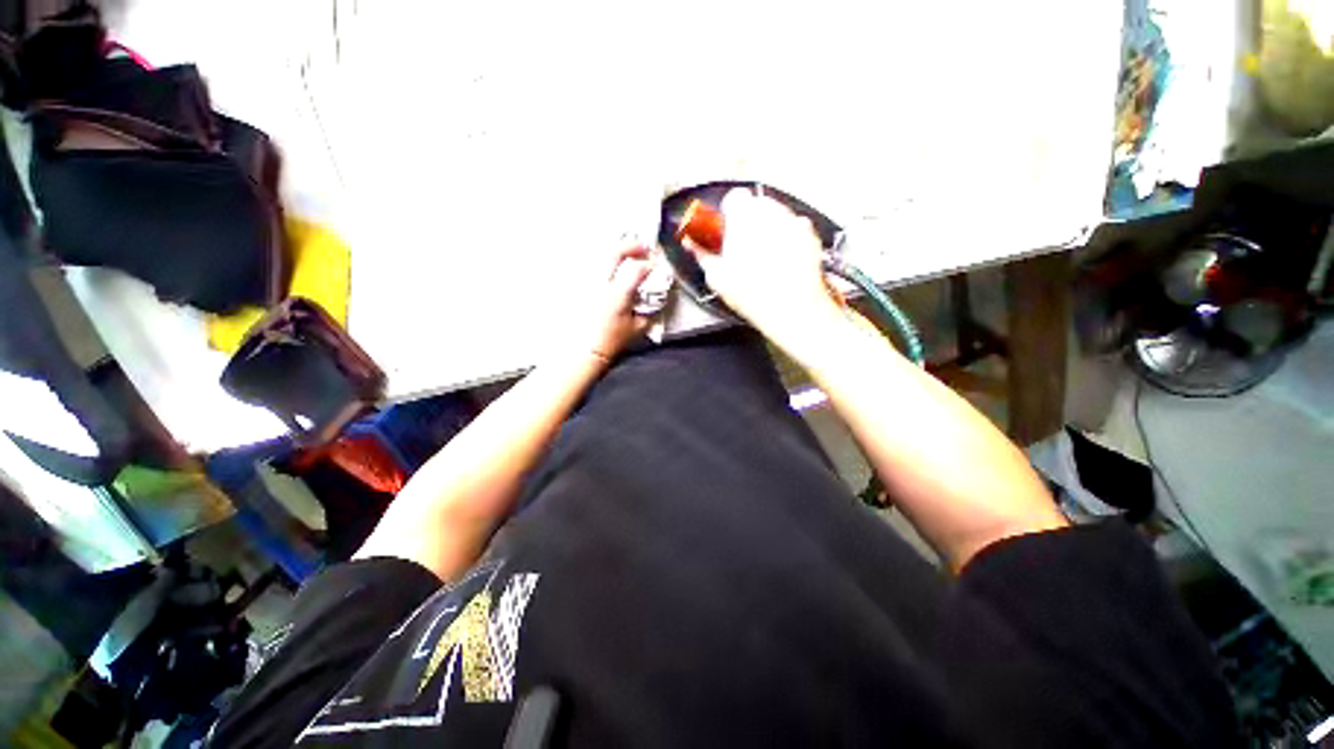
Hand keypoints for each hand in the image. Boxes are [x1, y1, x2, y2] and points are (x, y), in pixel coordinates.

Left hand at [581, 245, 652, 364]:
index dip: (649, 265)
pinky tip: (612, 268)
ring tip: (627, 255)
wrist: (587, 350)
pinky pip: (592, 267)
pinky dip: (605, 263)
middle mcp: (602, 284)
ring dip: (617, 252)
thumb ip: (648, 311)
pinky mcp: (581, 287)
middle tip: (643, 248)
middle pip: (614, 253)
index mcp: (618, 294)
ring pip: (601, 256)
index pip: (637, 270)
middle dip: (631, 247)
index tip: (655, 267)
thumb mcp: (638, 328)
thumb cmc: (613, 340)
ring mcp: (589, 283)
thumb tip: (654, 298)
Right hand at [692, 189, 841, 346]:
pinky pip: (796, 229)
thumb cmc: (752, 293)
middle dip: (750, 221)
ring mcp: (793, 221)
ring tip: (763, 257)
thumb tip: (692, 245)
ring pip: (777, 215)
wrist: (791, 308)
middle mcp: (770, 211)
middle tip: (743, 246)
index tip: (726, 230)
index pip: (733, 197)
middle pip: (756, 204)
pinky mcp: (810, 235)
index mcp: (742, 216)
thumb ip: (702, 254)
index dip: (728, 213)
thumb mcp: (717, 277)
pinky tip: (782, 260)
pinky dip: (789, 239)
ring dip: (769, 228)